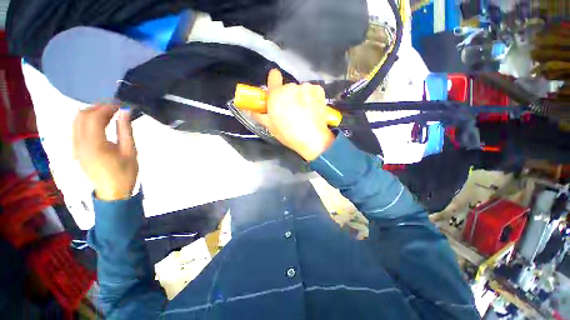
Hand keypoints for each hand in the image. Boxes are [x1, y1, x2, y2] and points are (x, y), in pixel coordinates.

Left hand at [73, 104, 137, 200]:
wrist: (112, 191)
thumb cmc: (125, 172)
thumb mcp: (130, 151)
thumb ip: (125, 130)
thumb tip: (125, 112)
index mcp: (95, 144)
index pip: (94, 117)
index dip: (107, 107)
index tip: (121, 104)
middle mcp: (80, 143)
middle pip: (82, 116)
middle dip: (98, 107)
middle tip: (115, 107)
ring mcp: (75, 146)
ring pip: (76, 121)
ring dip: (91, 112)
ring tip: (108, 113)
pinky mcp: (75, 149)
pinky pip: (76, 128)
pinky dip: (86, 121)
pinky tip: (99, 123)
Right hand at [254, 69, 334, 160]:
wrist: (312, 139)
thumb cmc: (288, 134)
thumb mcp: (270, 126)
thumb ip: (259, 115)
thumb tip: (250, 110)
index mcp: (277, 94)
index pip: (273, 75)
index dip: (274, 81)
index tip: (276, 90)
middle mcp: (291, 87)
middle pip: (287, 88)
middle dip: (288, 97)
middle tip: (291, 111)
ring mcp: (306, 88)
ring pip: (300, 90)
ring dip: (300, 97)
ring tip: (304, 113)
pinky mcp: (319, 91)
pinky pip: (312, 91)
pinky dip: (311, 98)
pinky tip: (313, 109)